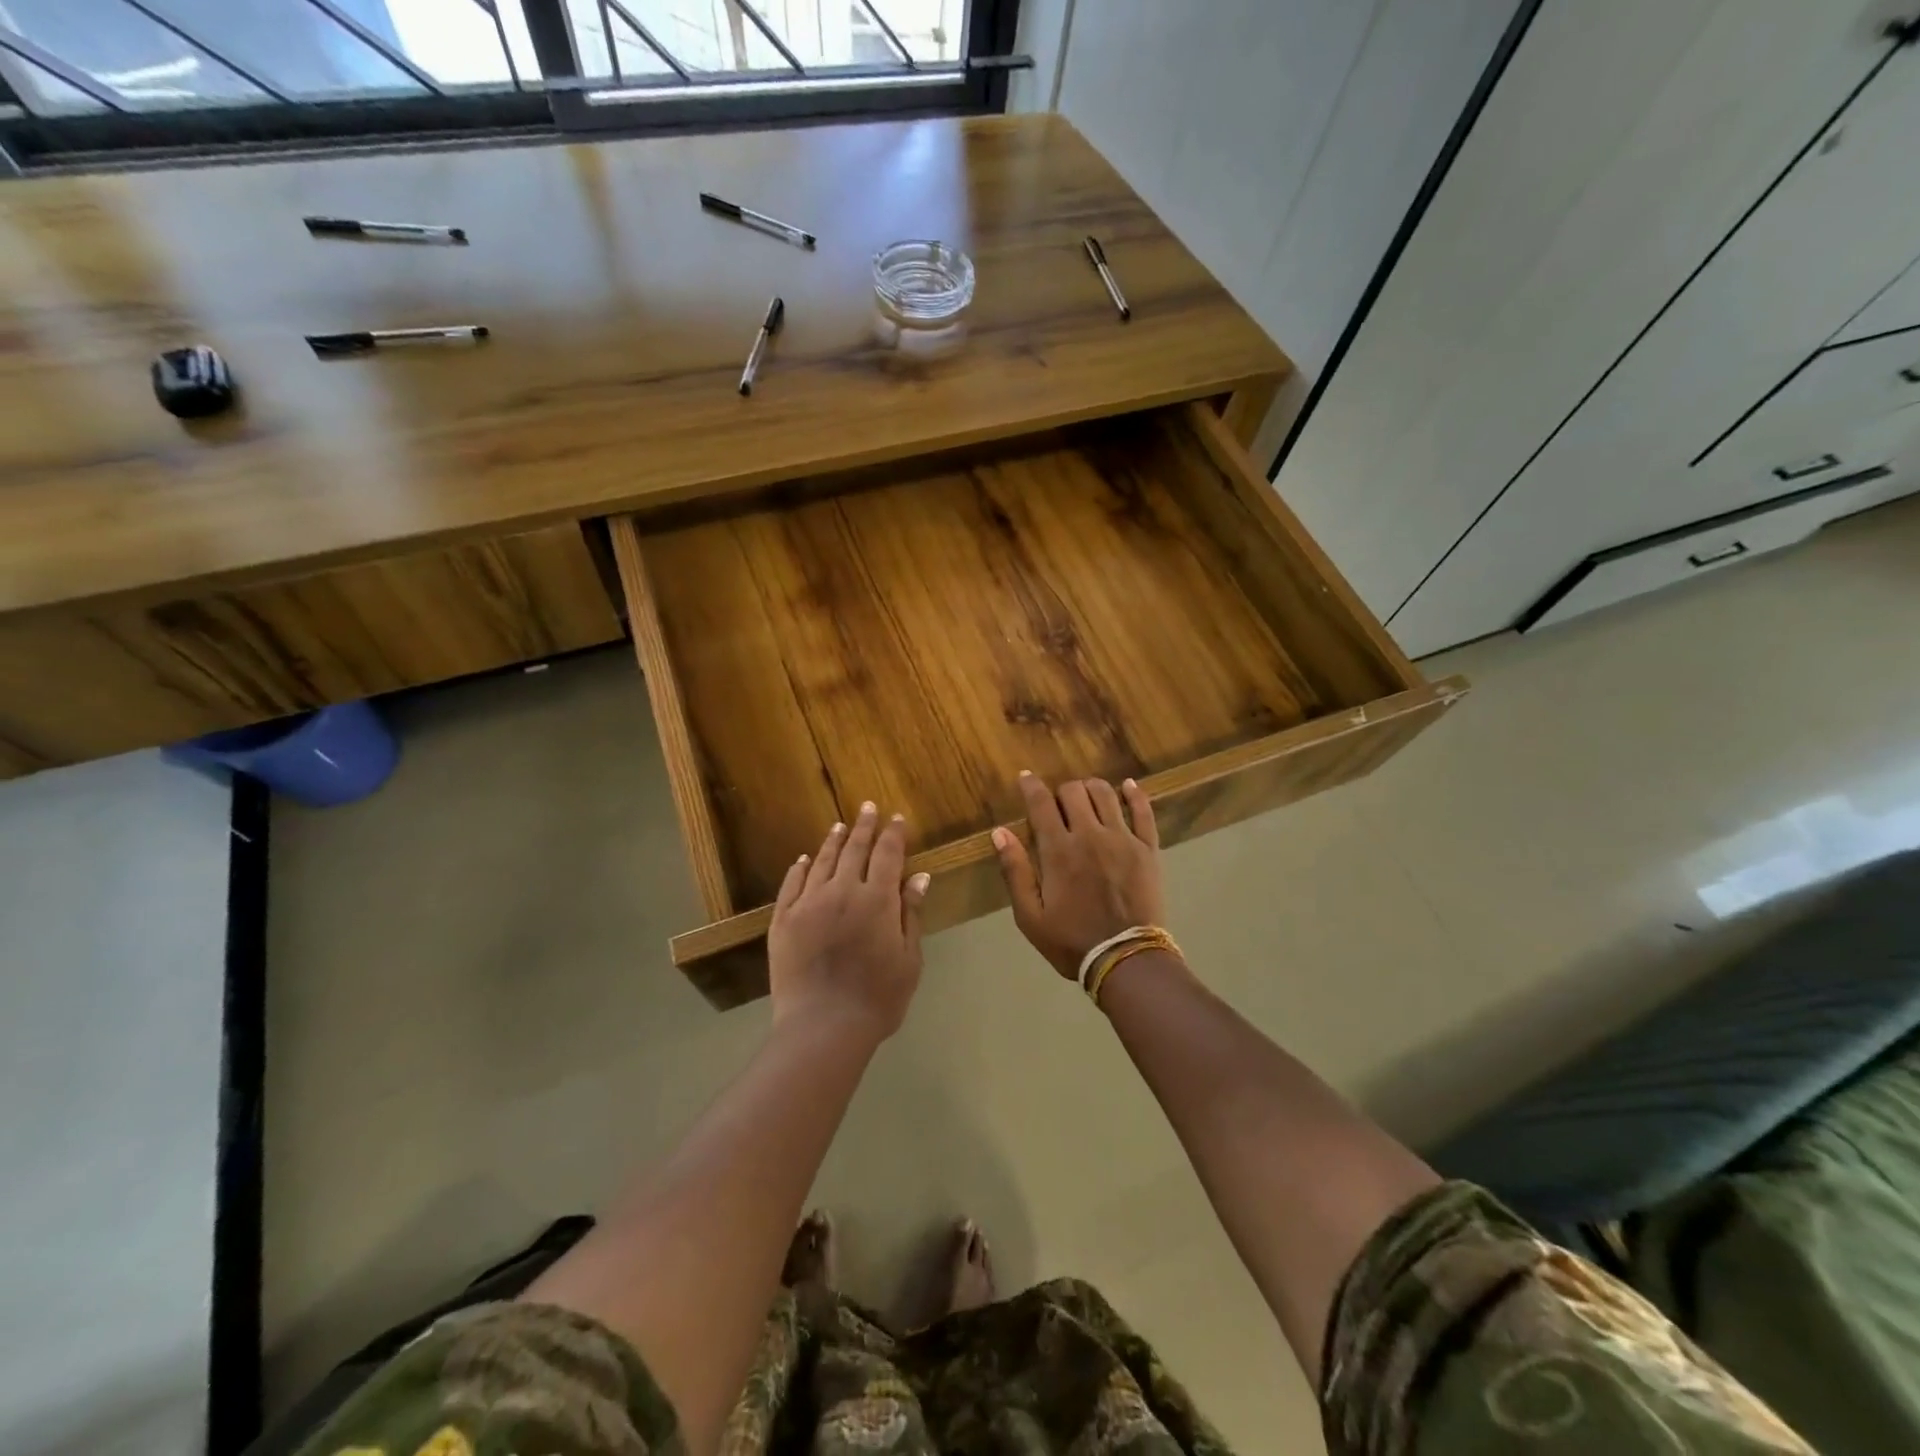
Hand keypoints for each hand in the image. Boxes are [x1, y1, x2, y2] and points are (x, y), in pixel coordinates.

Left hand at [769, 802, 929, 1040]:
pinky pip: (791, 885)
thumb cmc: (878, 998)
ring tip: (839, 826)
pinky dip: (799, 868)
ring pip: (821, 862)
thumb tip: (919, 877)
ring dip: (832, 841)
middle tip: (867, 807)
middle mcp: (842, 891)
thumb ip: (911, 914)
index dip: (893, 834)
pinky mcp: (783, 920)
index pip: (888, 855)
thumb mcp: (909, 959)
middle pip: (854, 850)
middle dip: (864, 827)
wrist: (823, 1027)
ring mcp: (808, 904)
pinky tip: (803, 860)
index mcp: (877, 900)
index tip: (897, 818)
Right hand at [992, 773, 1164, 980]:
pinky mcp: (1148, 849)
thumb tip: (999, 832)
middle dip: (1060, 791)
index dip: (1031, 786)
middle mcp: (1090, 835)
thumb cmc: (1071, 942)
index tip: (1025, 778)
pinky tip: (1127, 786)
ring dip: (1090, 788)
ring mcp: (1123, 839)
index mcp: (1058, 850)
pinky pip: (1143, 811)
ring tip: (1085, 797)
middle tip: (1057, 805)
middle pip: (1073, 791)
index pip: (1041, 803)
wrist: (1127, 960)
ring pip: (1105, 793)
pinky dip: (1134, 794)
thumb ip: (1015, 871)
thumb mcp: (1030, 916)